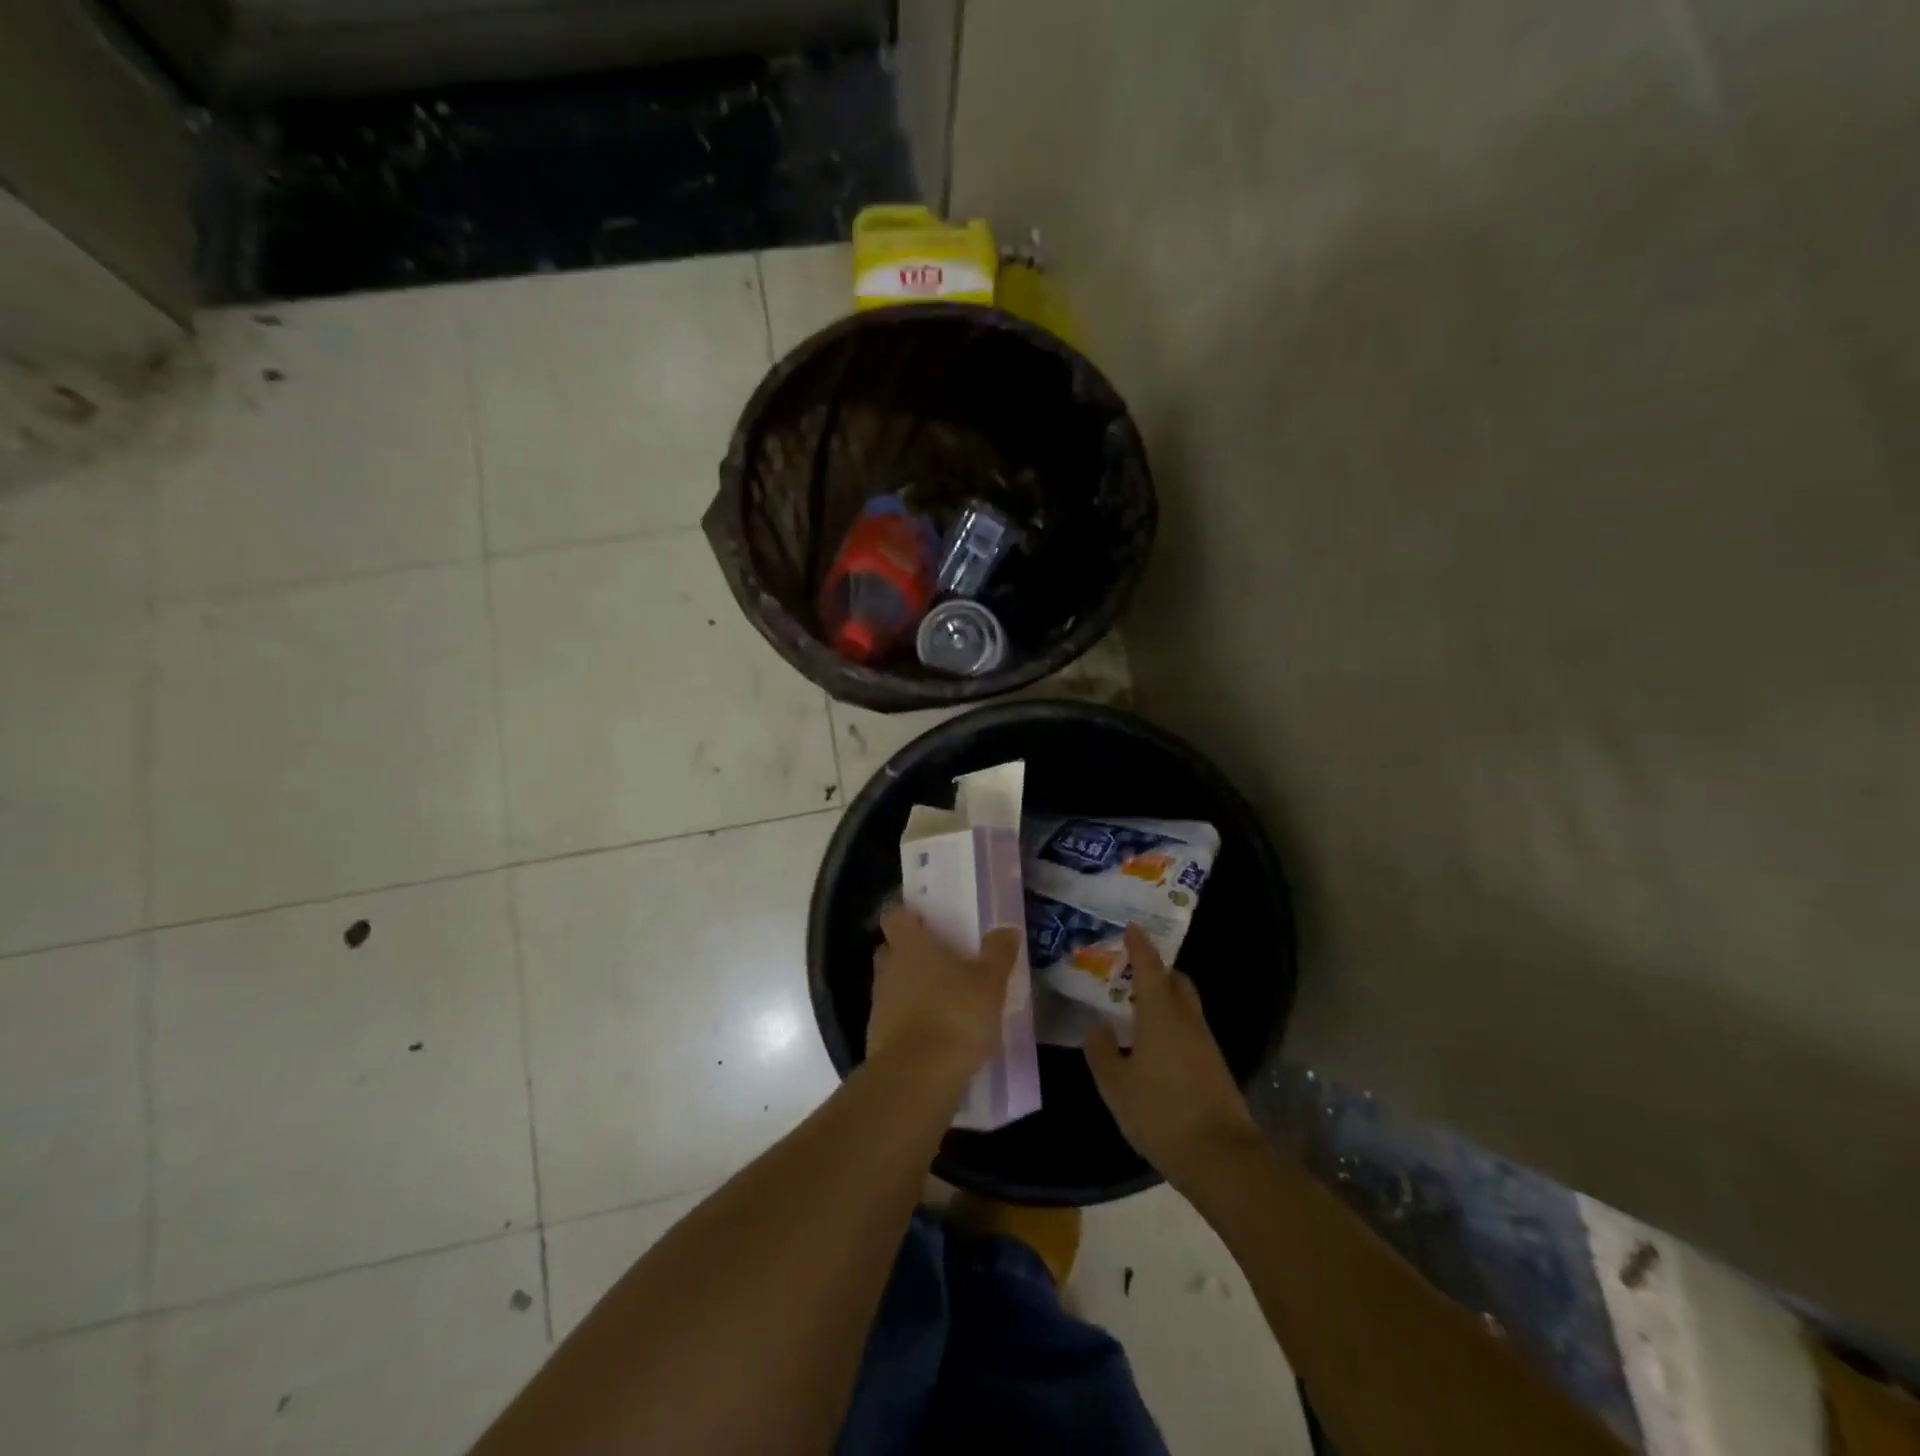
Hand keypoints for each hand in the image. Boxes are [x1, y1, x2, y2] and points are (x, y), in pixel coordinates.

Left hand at [867, 905, 1019, 1091]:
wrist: (917, 1079)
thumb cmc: (954, 1015)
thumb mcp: (989, 983)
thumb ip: (998, 953)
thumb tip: (1006, 929)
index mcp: (910, 945)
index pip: (894, 915)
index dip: (907, 914)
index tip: (925, 918)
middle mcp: (888, 968)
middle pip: (891, 949)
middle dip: (911, 951)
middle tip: (941, 957)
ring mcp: (879, 1004)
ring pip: (893, 984)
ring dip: (912, 987)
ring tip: (944, 997)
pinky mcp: (878, 1038)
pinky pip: (894, 1017)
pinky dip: (910, 1019)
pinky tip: (936, 1031)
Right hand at [1086, 926, 1260, 1190]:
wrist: (1222, 1157)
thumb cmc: (1162, 1114)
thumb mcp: (1117, 1086)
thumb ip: (1102, 1052)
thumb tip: (1097, 1026)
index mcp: (1161, 1016)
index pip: (1150, 968)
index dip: (1140, 946)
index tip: (1131, 927)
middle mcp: (1187, 1021)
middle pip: (1176, 982)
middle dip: (1157, 971)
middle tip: (1131, 972)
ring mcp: (1205, 1044)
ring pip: (1185, 1007)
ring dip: (1165, 999)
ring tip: (1137, 1009)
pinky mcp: (1214, 1067)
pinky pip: (1190, 1030)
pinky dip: (1172, 1024)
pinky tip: (1155, 1045)